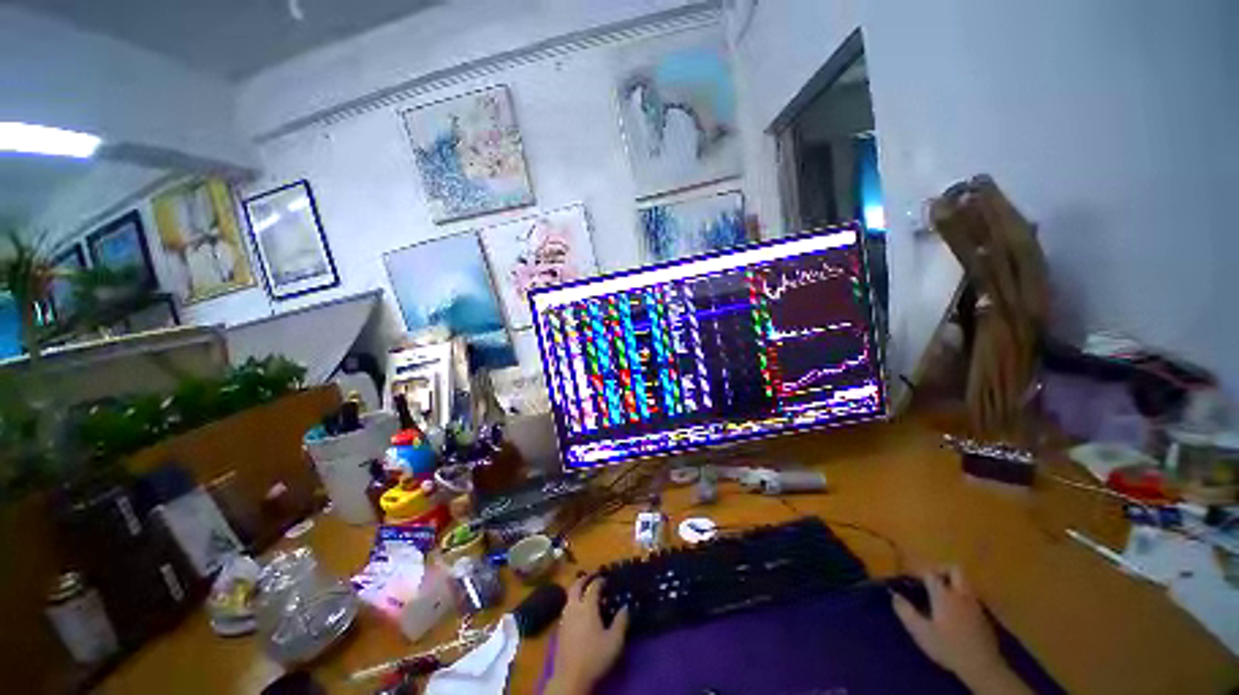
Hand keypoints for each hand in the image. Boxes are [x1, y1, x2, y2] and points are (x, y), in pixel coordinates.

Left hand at [546, 577, 629, 694]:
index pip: (593, 586)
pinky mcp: (560, 628)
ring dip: (578, 588)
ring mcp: (565, 617)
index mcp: (587, 606)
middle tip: (594, 576)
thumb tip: (626, 606)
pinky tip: (580, 609)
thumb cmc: (595, 657)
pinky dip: (574, 600)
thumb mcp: (614, 641)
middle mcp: (574, 607)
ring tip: (587, 590)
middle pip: (576, 585)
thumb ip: (621, 621)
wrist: (570, 678)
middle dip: (585, 578)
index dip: (600, 580)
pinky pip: (567, 606)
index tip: (607, 578)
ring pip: (570, 595)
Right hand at [892, 567, 1030, 694]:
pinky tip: (954, 610)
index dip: (918, 572)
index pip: (931, 574)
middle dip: (941, 569)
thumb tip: (894, 595)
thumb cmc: (948, 647)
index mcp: (944, 595)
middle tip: (929, 578)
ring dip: (952, 582)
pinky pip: (970, 596)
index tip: (909, 578)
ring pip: (965, 582)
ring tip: (940, 593)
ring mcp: (975, 605)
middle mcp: (961, 594)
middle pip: (954, 569)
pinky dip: (960, 596)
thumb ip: (906, 612)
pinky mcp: (983, 616)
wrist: (982, 666)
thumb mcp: (921, 632)